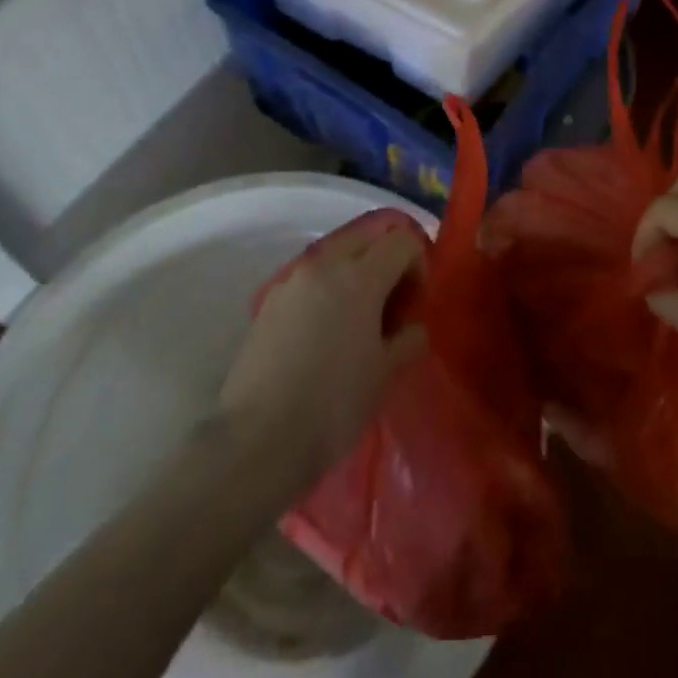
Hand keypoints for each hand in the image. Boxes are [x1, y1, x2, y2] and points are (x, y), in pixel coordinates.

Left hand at [220, 214, 429, 478]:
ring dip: (356, 273)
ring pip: (335, 255)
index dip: (418, 265)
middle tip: (392, 303)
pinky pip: (310, 279)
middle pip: (367, 236)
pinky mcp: (268, 303)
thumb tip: (412, 328)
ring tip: (357, 321)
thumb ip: (408, 339)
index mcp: (359, 276)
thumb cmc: (334, 404)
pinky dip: (327, 290)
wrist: (259, 440)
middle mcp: (324, 265)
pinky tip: (325, 334)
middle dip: (387, 259)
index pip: (402, 241)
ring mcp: (291, 281)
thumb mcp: (386, 374)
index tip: (415, 304)